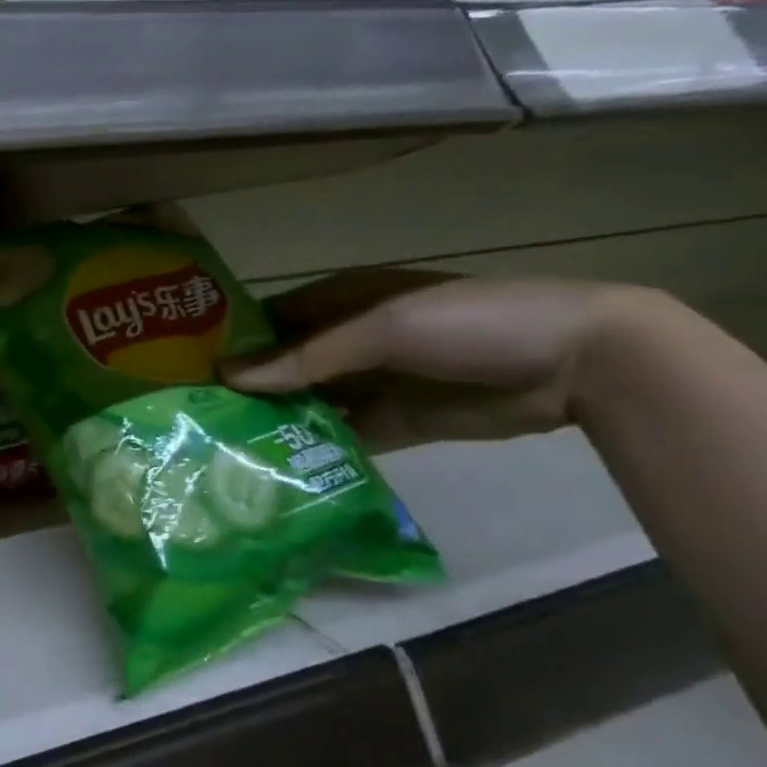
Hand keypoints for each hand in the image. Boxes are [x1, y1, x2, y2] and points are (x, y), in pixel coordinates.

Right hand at [221, 270, 660, 450]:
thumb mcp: (382, 330)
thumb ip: (306, 357)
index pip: (270, 320)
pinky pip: (344, 433)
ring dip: (277, 420)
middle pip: (285, 365)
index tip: (187, 370)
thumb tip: (228, 375)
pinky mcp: (397, 421)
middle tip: (197, 416)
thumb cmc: (468, 322)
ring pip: (309, 401)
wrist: (579, 361)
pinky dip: (315, 447)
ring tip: (226, 445)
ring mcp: (373, 382)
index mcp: (340, 301)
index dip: (232, 341)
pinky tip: (279, 464)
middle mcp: (348, 340)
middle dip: (248, 387)